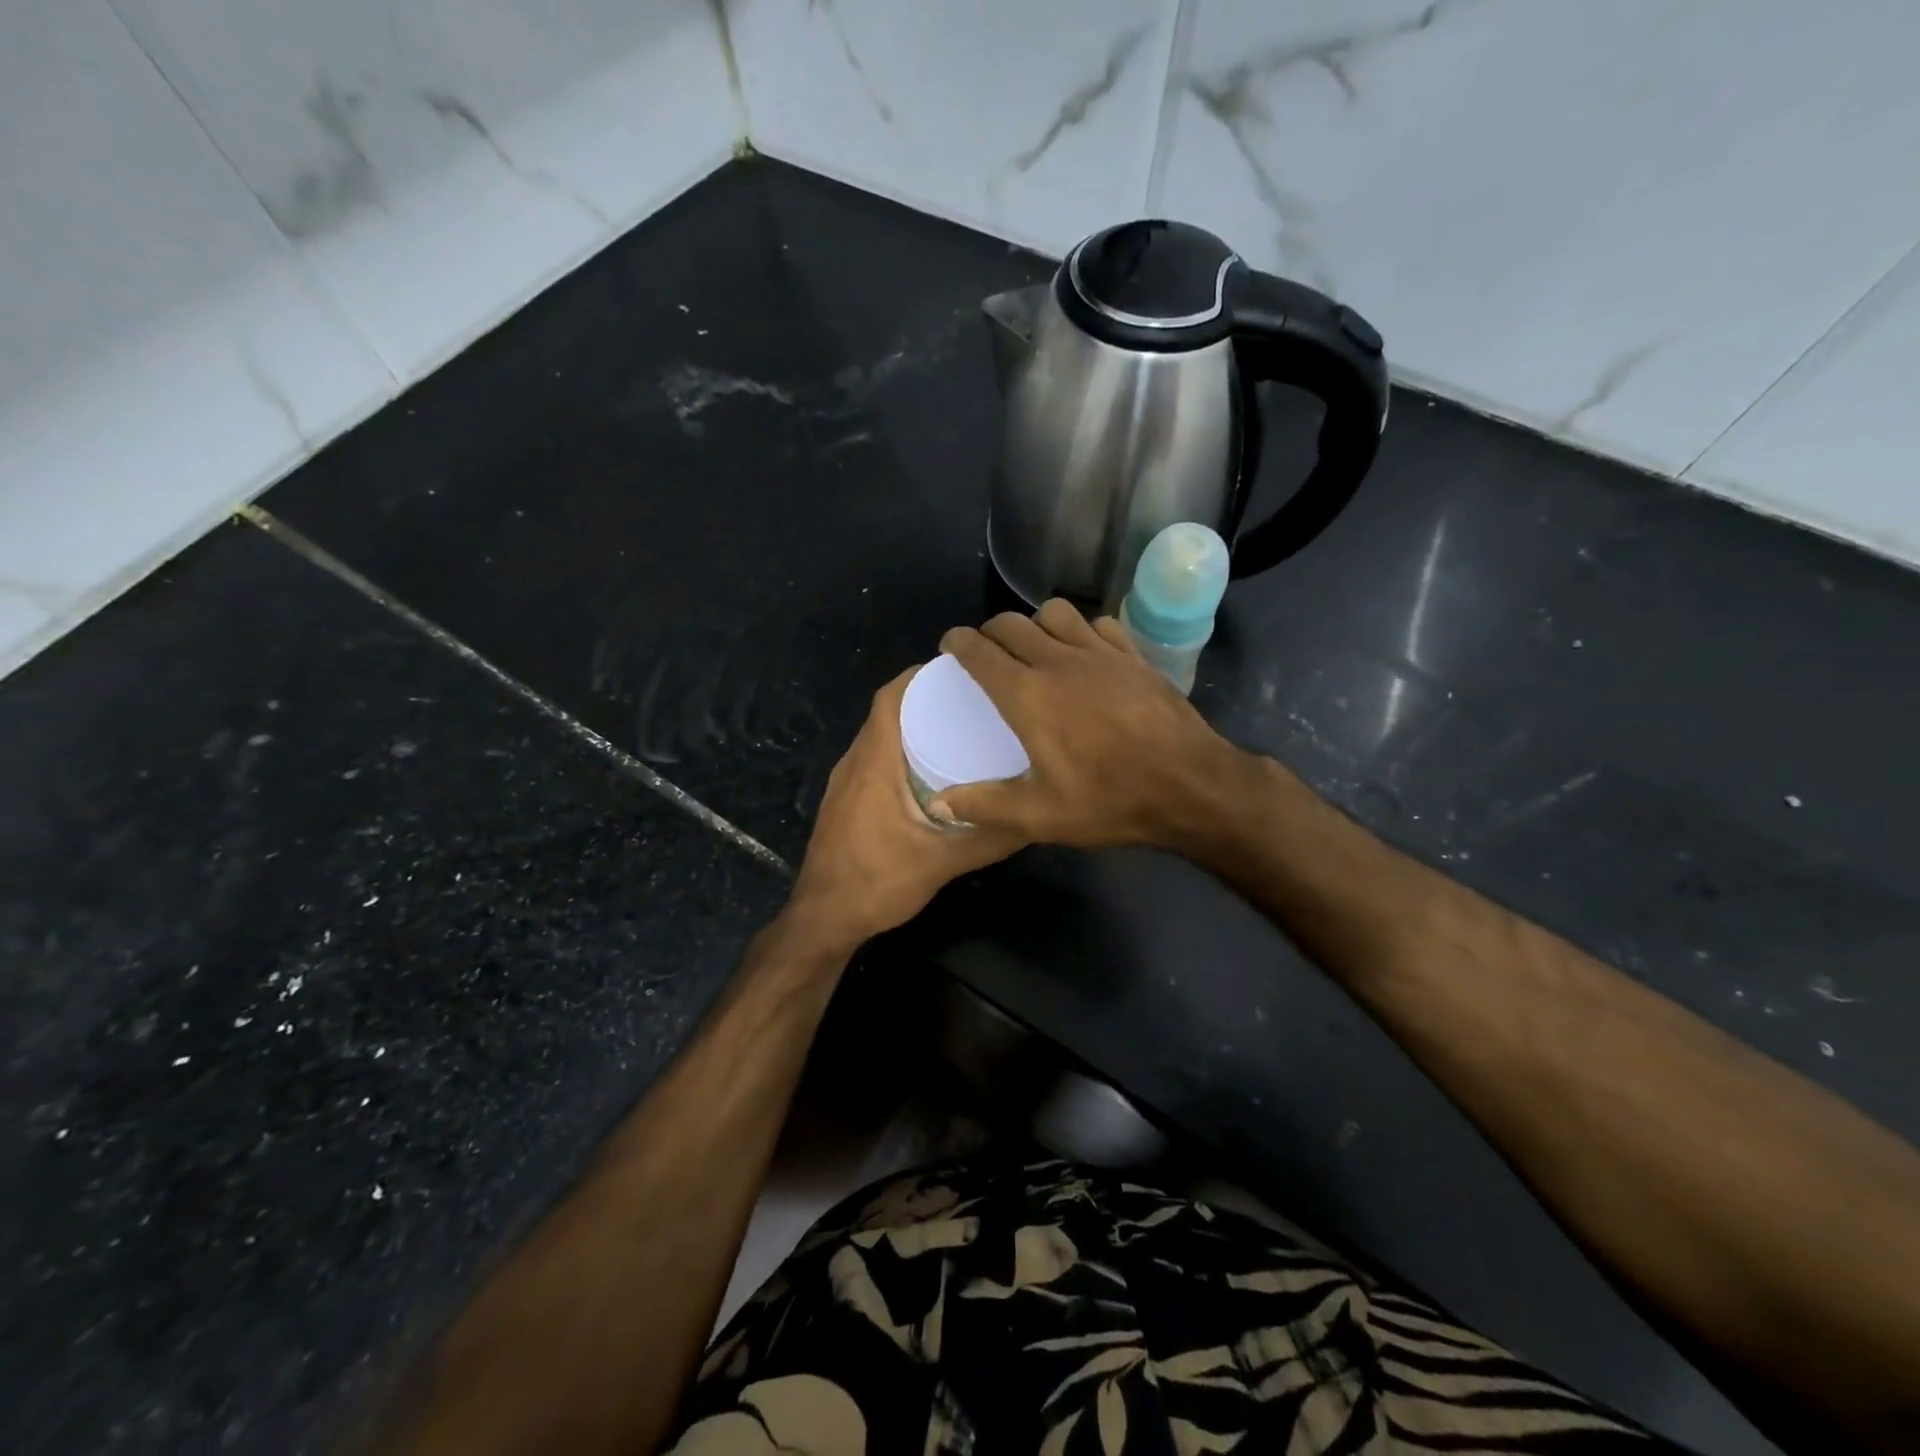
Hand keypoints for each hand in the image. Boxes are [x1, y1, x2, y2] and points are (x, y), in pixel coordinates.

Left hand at [784, 666, 1026, 949]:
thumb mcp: (942, 862)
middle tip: (972, 701)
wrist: (823, 918)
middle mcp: (854, 763)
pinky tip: (931, 773)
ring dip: (912, 727)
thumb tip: (1034, 816)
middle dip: (925, 700)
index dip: (919, 677)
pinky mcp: (844, 801)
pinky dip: (901, 752)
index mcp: (874, 764)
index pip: (890, 699)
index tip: (959, 671)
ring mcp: (845, 783)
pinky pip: (874, 760)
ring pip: (879, 737)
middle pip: (886, 713)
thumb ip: (988, 838)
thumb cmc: (877, 883)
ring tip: (958, 729)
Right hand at [935, 600, 1240, 848]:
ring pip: (1055, 613)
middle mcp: (1059, 661)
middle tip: (987, 653)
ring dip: (1035, 624)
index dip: (958, 643)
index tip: (950, 646)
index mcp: (1028, 695)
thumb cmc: (1111, 800)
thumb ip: (985, 805)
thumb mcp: (1040, 816)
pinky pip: (1098, 624)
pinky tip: (1085, 653)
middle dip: (990, 631)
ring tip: (1035, 648)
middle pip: (1011, 624)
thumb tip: (939, 803)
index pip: (980, 651)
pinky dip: (1081, 631)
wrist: (1191, 786)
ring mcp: (1101, 653)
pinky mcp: (1133, 655)